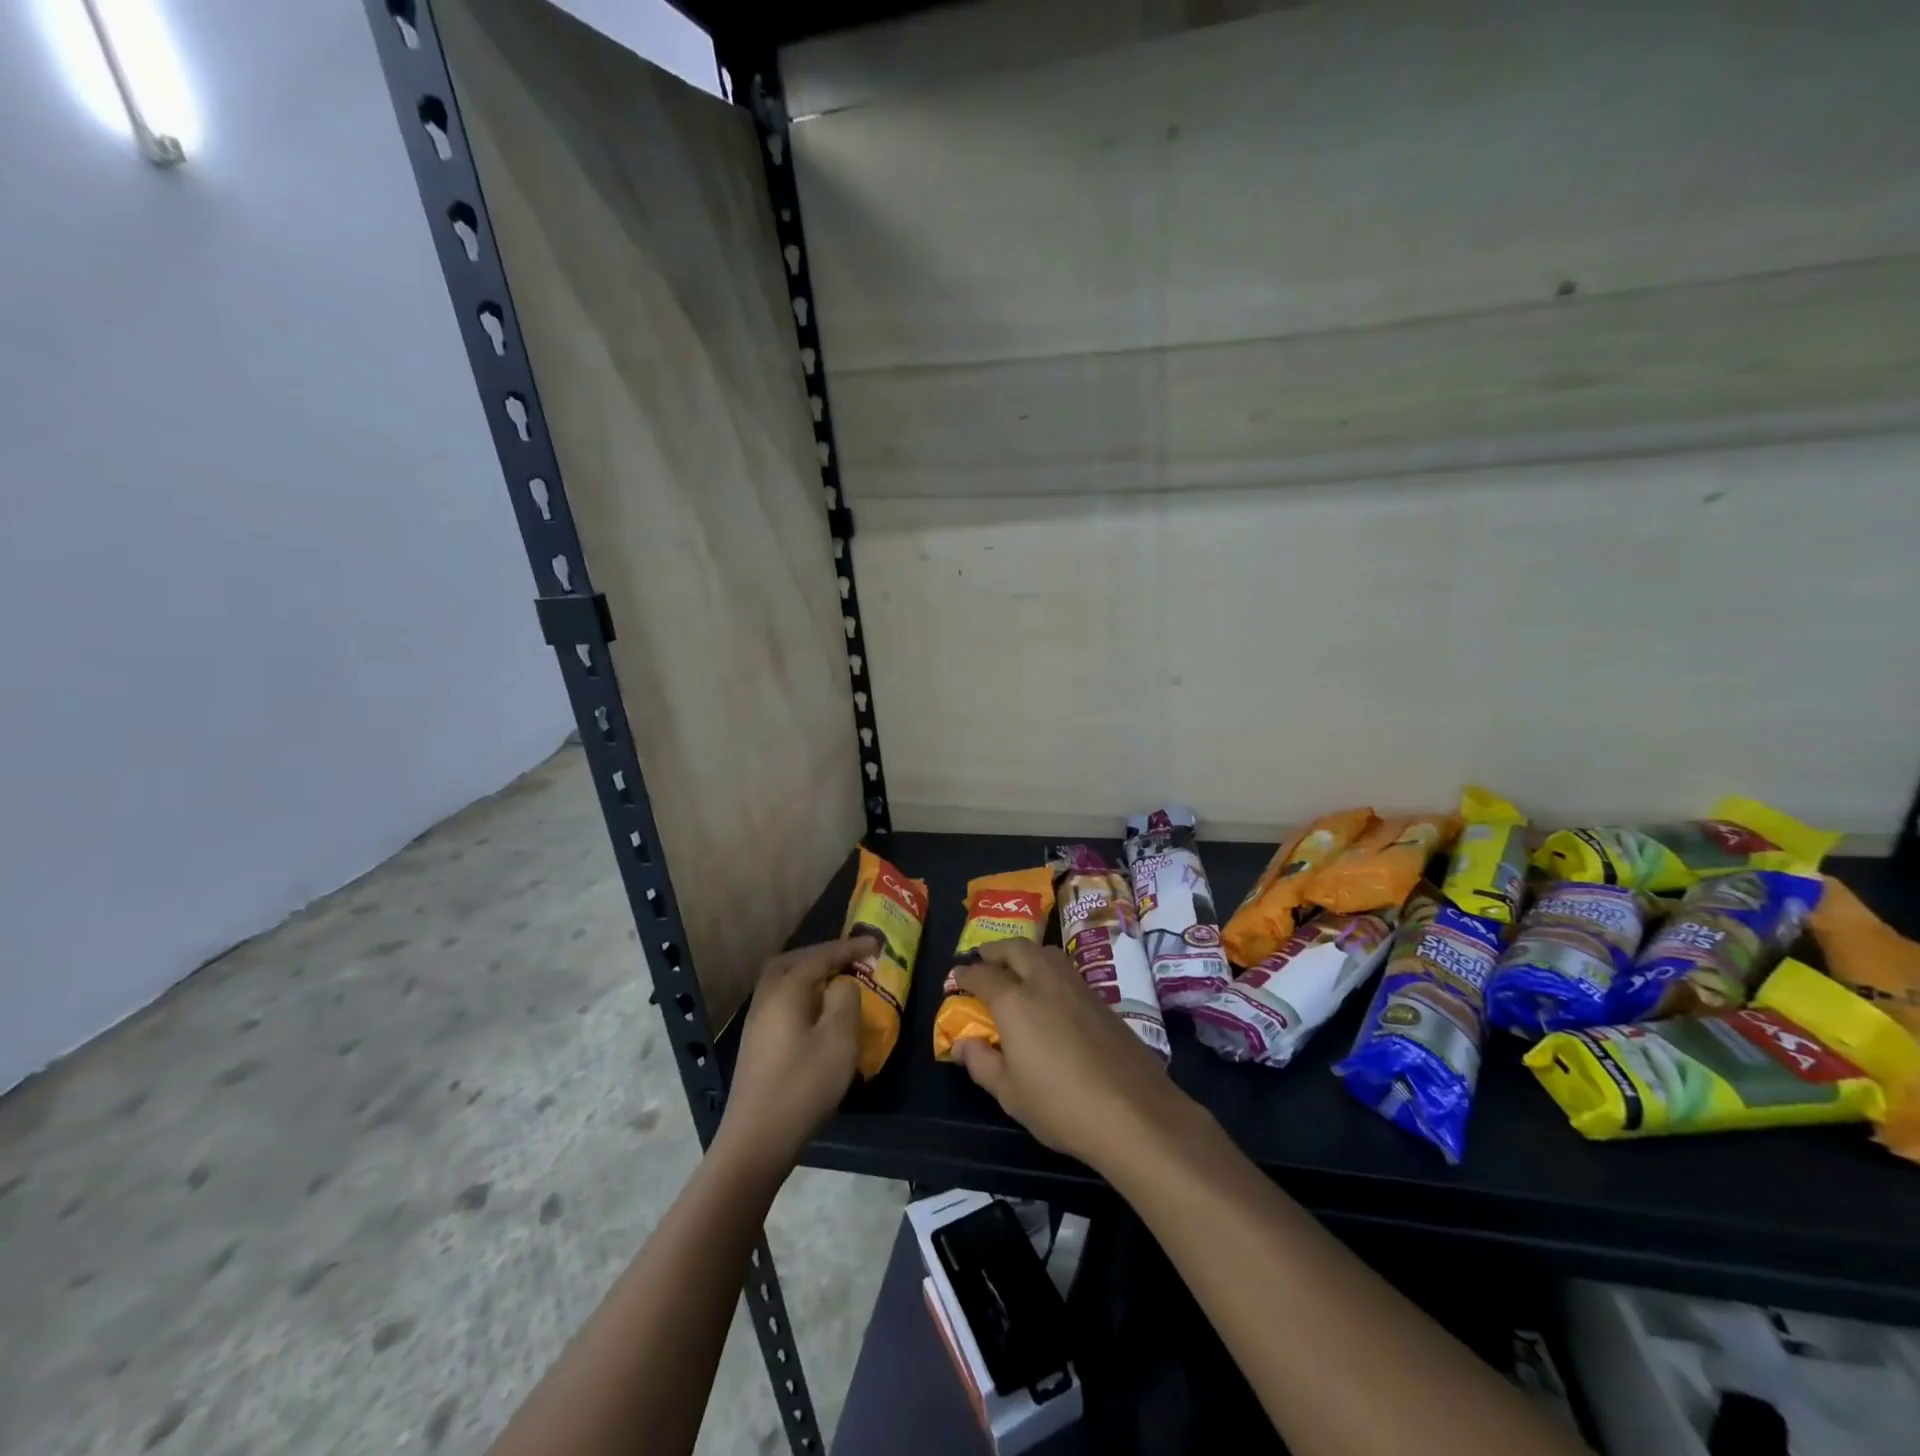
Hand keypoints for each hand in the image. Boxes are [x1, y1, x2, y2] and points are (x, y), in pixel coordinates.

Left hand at [715, 937, 873, 1173]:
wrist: (756, 1140)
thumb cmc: (803, 1086)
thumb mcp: (838, 1040)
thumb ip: (845, 1000)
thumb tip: (842, 983)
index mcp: (786, 991)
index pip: (821, 956)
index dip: (851, 948)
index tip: (878, 944)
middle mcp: (766, 999)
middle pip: (793, 962)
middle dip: (822, 955)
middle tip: (850, 959)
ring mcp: (757, 1023)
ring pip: (783, 983)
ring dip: (811, 975)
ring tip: (838, 982)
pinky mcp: (757, 1044)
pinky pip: (782, 1002)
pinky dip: (803, 995)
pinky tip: (818, 1014)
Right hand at [952, 940, 1193, 1173]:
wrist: (1134, 1111)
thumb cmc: (1062, 1107)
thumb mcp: (1011, 1094)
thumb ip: (982, 1063)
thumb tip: (962, 1044)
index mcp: (1015, 1002)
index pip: (983, 975)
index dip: (965, 974)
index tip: (955, 977)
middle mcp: (1044, 981)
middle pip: (1015, 948)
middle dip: (994, 950)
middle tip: (982, 959)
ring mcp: (1076, 986)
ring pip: (1044, 952)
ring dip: (1023, 952)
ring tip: (1014, 967)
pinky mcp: (1100, 998)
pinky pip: (1064, 968)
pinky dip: (1047, 966)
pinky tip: (1048, 989)